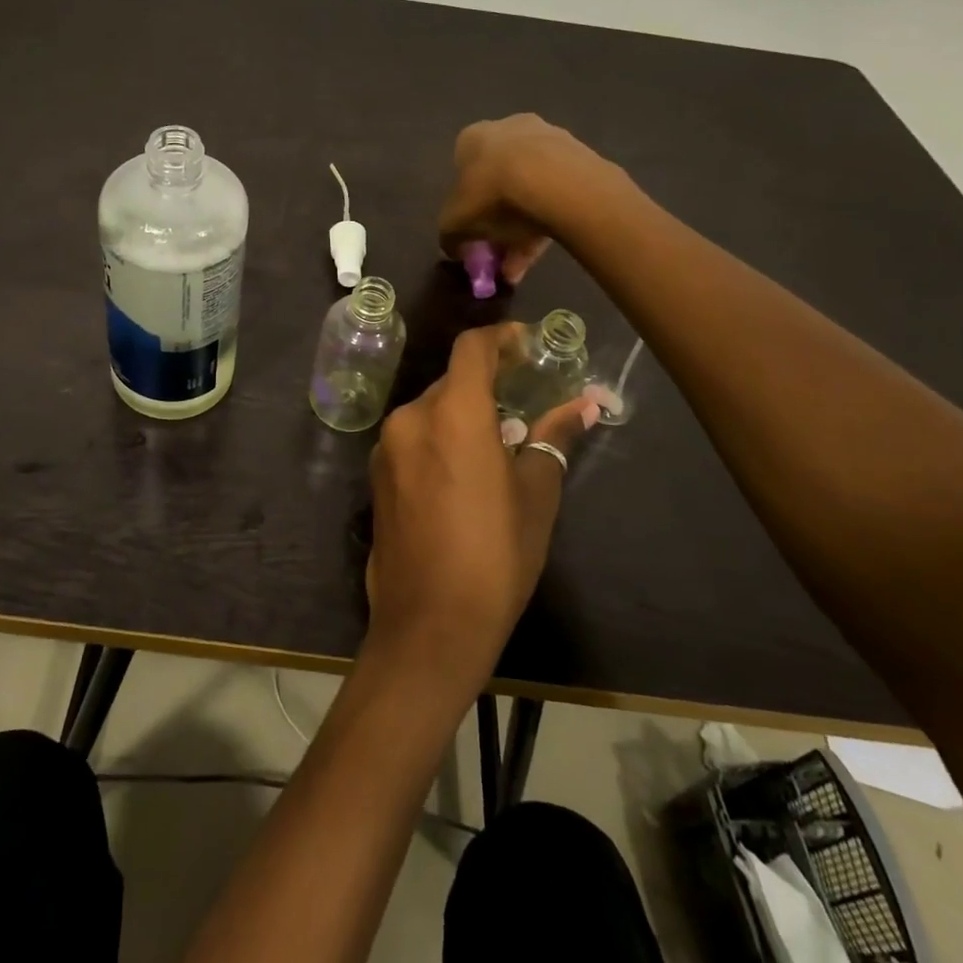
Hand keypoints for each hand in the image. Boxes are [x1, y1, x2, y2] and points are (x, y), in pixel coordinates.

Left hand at [364, 323, 600, 689]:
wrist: (429, 623)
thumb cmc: (495, 555)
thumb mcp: (536, 495)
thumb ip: (554, 438)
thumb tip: (586, 405)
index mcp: (453, 413)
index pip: (472, 349)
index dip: (500, 339)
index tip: (525, 346)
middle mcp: (411, 417)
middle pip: (452, 380)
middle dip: (486, 383)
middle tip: (522, 402)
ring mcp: (387, 446)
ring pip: (431, 409)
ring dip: (462, 413)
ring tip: (497, 443)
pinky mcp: (376, 473)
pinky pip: (413, 437)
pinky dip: (439, 437)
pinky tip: (462, 472)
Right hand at [437, 115, 613, 283]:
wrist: (555, 181)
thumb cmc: (493, 194)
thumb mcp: (456, 223)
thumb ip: (450, 236)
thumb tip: (454, 247)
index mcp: (472, 137)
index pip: (463, 171)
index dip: (466, 204)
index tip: (473, 229)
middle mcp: (508, 128)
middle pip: (499, 179)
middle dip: (498, 219)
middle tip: (499, 249)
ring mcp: (548, 138)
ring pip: (530, 189)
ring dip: (523, 225)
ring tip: (522, 262)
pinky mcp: (579, 156)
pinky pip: (557, 193)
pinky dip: (548, 220)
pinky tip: (543, 249)